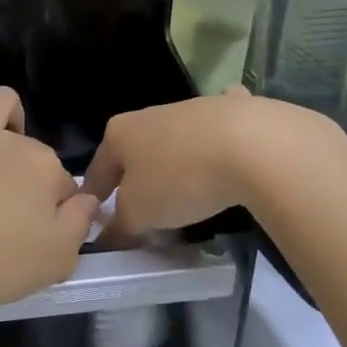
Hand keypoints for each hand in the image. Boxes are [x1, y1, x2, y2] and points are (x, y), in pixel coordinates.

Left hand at [0, 68, 98, 312]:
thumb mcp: (53, 261)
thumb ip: (78, 226)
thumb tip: (90, 200)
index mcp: (42, 169)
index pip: (63, 183)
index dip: (59, 206)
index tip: (47, 230)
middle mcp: (7, 141)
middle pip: (31, 147)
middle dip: (33, 168)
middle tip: (17, 205)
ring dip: (8, 113)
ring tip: (6, 131)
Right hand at [84, 88, 345, 243]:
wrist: (252, 143)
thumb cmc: (181, 178)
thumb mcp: (141, 213)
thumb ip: (120, 227)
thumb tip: (108, 238)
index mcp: (119, 134)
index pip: (97, 171)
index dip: (94, 198)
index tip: (95, 219)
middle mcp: (148, 115)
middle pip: (134, 154)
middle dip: (134, 181)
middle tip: (142, 214)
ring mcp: (190, 108)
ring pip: (172, 143)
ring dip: (173, 165)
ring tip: (184, 196)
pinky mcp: (230, 110)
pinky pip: (215, 132)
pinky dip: (215, 142)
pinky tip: (227, 154)